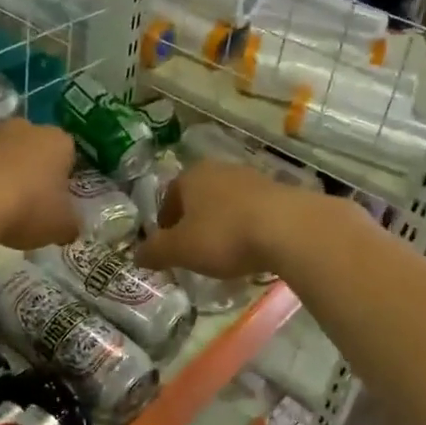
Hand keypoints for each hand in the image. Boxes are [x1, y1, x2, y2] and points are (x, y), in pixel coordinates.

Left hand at [0, 119, 79, 251]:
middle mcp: (25, 128)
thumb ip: (70, 224)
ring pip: (0, 154)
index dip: (63, 180)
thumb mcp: (61, 227)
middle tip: (26, 206)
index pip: (68, 156)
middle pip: (32, 149)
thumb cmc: (27, 207)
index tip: (55, 203)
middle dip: (30, 172)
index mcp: (57, 142)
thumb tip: (69, 227)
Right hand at [133, 161, 302, 278]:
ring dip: (221, 223)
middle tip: (193, 249)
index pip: (169, 196)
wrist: (289, 229)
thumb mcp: (181, 249)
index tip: (168, 246)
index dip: (165, 222)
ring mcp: (252, 178)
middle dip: (194, 221)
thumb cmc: (224, 235)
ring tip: (223, 252)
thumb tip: (136, 255)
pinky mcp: (279, 193)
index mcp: (191, 175)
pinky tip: (251, 248)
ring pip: (227, 202)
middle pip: (199, 197)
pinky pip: (253, 211)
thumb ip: (155, 252)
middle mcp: (220, 169)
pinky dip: (246, 227)